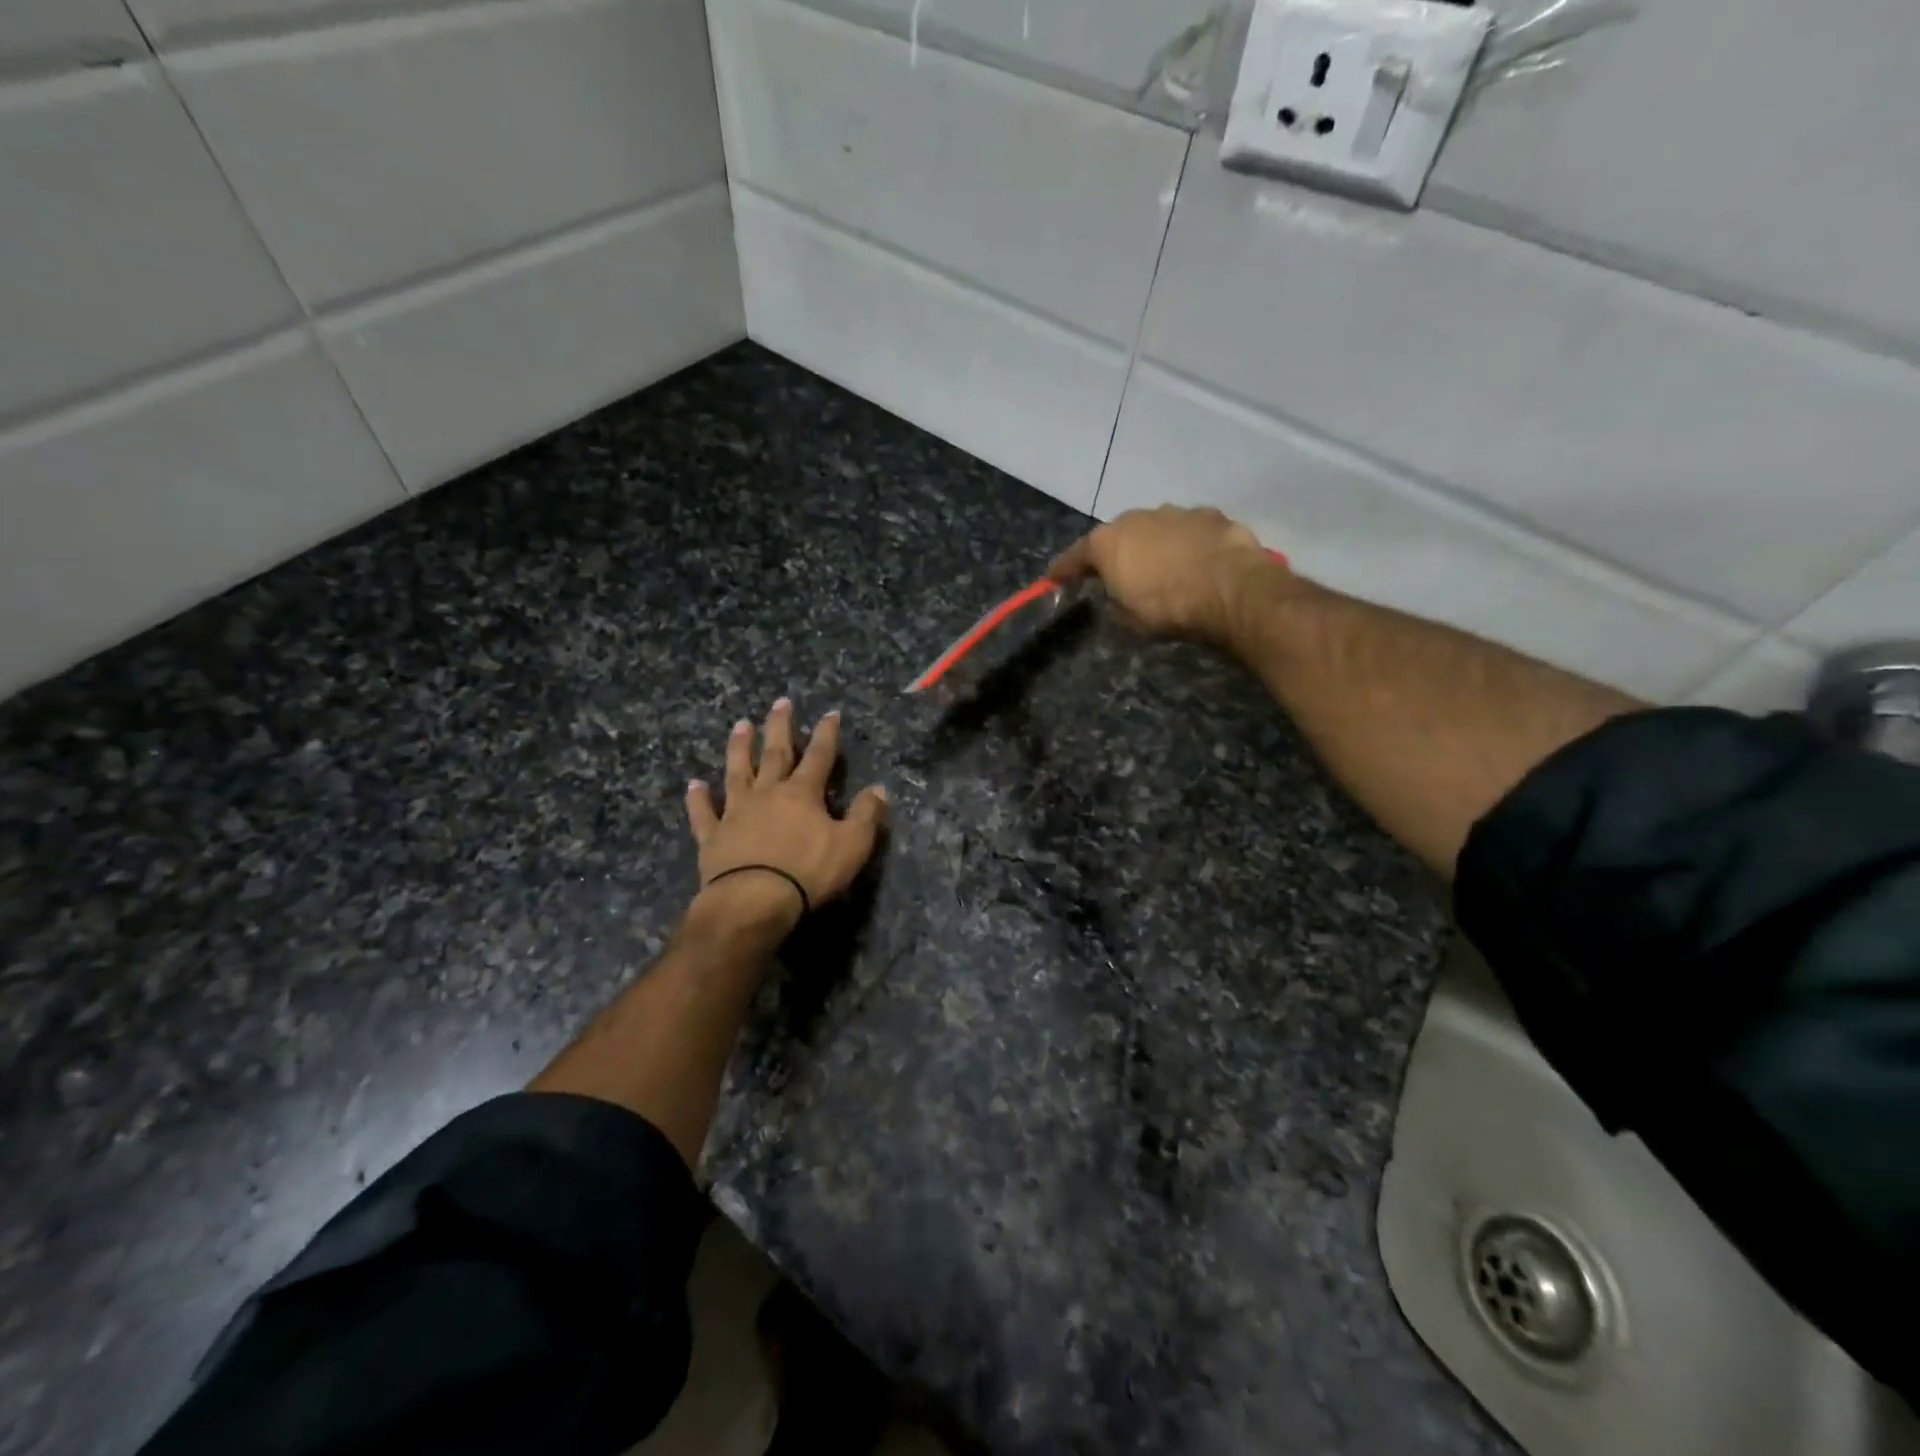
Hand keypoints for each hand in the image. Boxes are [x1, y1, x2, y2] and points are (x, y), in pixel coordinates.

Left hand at [686, 700, 888, 928]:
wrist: (753, 900)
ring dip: (739, 749)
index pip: (819, 756)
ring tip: (740, 726)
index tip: (830, 713)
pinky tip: (694, 785)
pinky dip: (699, 799)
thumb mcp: (852, 845)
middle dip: (779, 728)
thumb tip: (879, 789)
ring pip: (737, 773)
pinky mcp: (713, 837)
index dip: (826, 734)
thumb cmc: (808, 872)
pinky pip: (704, 813)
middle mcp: (768, 794)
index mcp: (802, 794)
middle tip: (779, 703)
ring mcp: (736, 813)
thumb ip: (866, 815)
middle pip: (775, 754)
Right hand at [1048, 506, 1285, 643]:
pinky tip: (1195, 561)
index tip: (1052, 578)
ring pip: (1154, 528)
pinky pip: (1188, 531)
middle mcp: (1136, 518)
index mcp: (1107, 542)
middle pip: (1116, 536)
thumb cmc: (1168, 607)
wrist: (1231, 589)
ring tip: (1161, 568)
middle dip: (1113, 553)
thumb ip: (1114, 603)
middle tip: (1114, 573)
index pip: (1075, 556)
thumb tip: (1116, 597)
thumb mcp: (1128, 619)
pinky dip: (1186, 544)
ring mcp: (1176, 512)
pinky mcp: (1211, 516)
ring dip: (1152, 545)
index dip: (1063, 569)